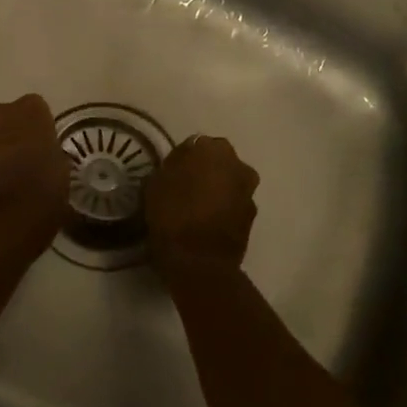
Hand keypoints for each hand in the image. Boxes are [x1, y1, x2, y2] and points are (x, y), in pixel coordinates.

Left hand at [0, 94, 70, 223]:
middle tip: (25, 157)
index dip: (39, 125)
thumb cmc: (44, 189)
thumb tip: (43, 156)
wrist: (6, 221)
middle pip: (5, 117)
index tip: (44, 143)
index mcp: (29, 111)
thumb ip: (49, 151)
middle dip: (12, 132)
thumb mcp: (61, 167)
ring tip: (8, 177)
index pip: (35, 106)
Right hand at [144, 135, 259, 273]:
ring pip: (229, 183)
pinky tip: (207, 223)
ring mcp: (248, 192)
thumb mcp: (155, 183)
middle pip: (218, 162)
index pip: (196, 145)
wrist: (199, 261)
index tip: (171, 173)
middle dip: (205, 171)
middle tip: (185, 188)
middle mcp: (238, 165)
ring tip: (196, 208)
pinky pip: (234, 204)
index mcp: (213, 149)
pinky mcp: (252, 217)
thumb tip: (178, 167)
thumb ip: (170, 167)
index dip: (183, 159)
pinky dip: (224, 209)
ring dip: (217, 190)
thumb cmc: (172, 214)